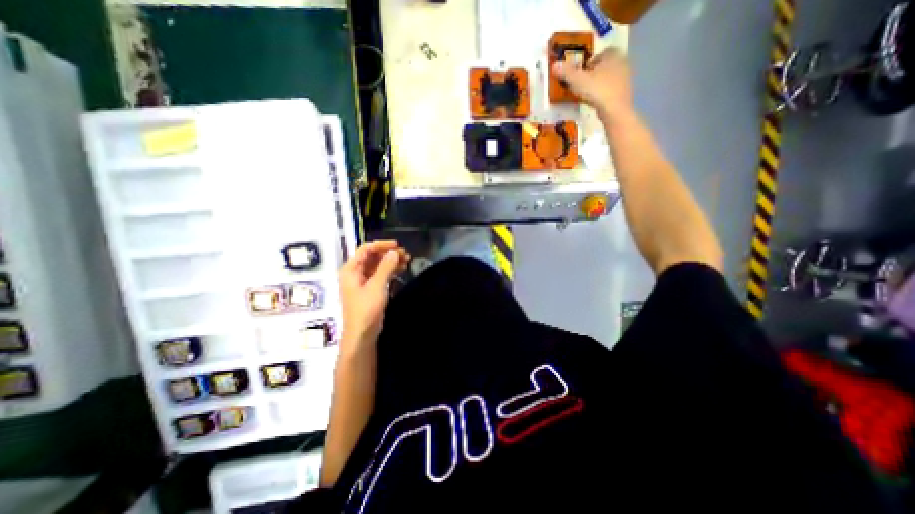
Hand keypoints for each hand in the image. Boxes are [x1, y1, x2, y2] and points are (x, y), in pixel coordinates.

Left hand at [336, 239, 409, 351]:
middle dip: (389, 253)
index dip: (381, 245)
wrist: (362, 334)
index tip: (397, 245)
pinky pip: (381, 274)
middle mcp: (356, 272)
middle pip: (372, 256)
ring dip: (391, 261)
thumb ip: (386, 267)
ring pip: (378, 265)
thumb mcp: (377, 286)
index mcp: (351, 269)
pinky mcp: (371, 289)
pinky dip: (391, 270)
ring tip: (407, 260)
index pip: (366, 249)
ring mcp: (363, 281)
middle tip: (406, 254)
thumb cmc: (366, 309)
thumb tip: (395, 252)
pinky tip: (402, 269)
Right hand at [553, 49, 632, 121]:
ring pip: (607, 78)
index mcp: (612, 54)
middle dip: (592, 75)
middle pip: (603, 66)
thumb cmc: (598, 91)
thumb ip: (567, 73)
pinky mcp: (626, 91)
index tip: (578, 76)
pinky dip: (603, 94)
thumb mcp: (578, 81)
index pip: (597, 55)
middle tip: (581, 87)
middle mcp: (622, 61)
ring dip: (598, 85)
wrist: (616, 111)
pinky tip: (596, 103)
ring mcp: (626, 77)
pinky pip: (611, 89)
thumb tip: (554, 65)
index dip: (587, 65)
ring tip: (587, 96)